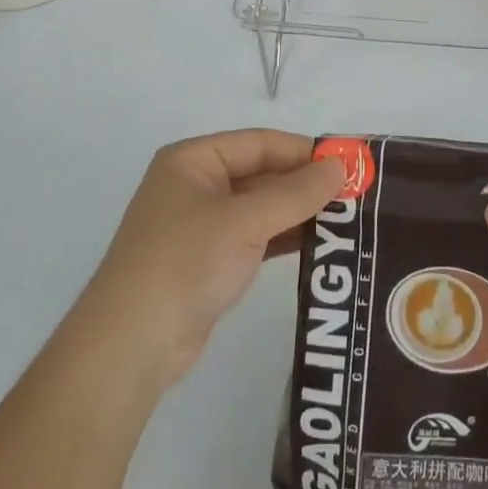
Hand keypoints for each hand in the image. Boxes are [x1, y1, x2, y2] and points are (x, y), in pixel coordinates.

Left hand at [78, 130, 345, 392]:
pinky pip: (256, 236)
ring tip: (348, 218)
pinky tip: (319, 243)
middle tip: (356, 193)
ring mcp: (202, 225)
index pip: (260, 143)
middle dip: (305, 183)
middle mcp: (196, 185)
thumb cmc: (185, 263)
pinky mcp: (210, 260)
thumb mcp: (245, 221)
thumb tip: (341, 166)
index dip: (304, 151)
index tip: (349, 164)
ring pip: (261, 206)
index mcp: (193, 160)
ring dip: (299, 211)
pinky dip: (284, 236)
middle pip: (262, 173)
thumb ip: (296, 193)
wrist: (131, 346)